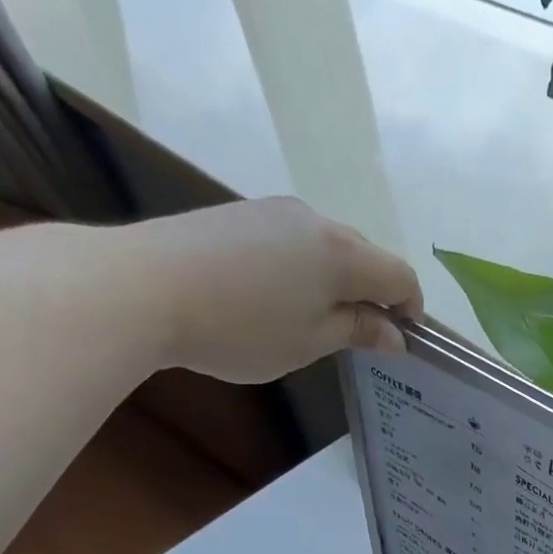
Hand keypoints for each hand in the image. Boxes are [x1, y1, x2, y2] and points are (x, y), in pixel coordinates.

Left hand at [124, 197, 422, 383]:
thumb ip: (357, 331)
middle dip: (371, 295)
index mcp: (343, 254)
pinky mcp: (240, 215)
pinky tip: (272, 299)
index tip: (398, 341)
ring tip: (309, 321)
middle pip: (365, 256)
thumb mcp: (309, 341)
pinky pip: (292, 242)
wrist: (142, 285)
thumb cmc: (241, 326)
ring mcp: (273, 212)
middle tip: (354, 338)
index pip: (400, 275)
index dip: (410, 309)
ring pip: (326, 247)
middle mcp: (316, 221)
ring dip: (335, 282)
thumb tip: (393, 333)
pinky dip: (301, 270)